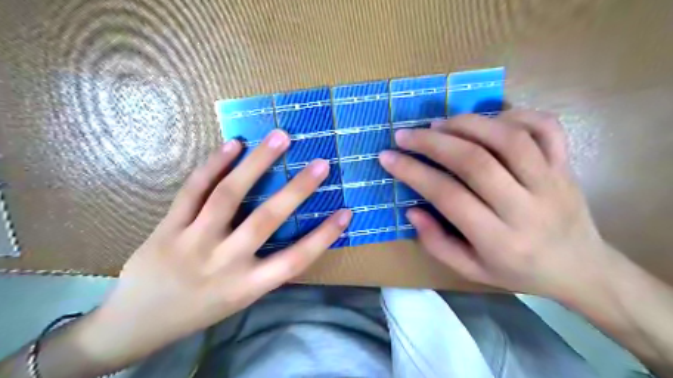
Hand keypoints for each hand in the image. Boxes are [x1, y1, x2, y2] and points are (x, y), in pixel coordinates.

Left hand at [79, 130, 352, 368]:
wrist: (136, 324)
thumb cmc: (200, 309)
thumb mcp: (240, 298)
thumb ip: (265, 268)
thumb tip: (293, 233)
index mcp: (247, 286)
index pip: (295, 260)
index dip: (324, 236)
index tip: (347, 212)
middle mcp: (224, 263)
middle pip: (266, 220)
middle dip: (297, 190)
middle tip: (321, 163)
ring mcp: (193, 242)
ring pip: (228, 196)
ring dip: (256, 163)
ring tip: (279, 138)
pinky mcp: (168, 227)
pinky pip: (192, 191)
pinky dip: (214, 165)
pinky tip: (233, 144)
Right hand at [383, 110, 611, 297]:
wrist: (581, 269)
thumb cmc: (519, 272)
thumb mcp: (471, 271)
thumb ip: (437, 243)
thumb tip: (411, 210)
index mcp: (499, 239)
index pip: (448, 196)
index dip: (413, 172)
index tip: (388, 157)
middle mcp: (526, 207)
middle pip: (475, 161)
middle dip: (433, 143)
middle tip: (405, 134)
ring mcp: (552, 181)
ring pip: (508, 138)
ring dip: (466, 124)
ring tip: (438, 124)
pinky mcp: (566, 165)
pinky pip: (545, 127)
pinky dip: (514, 114)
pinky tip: (488, 121)